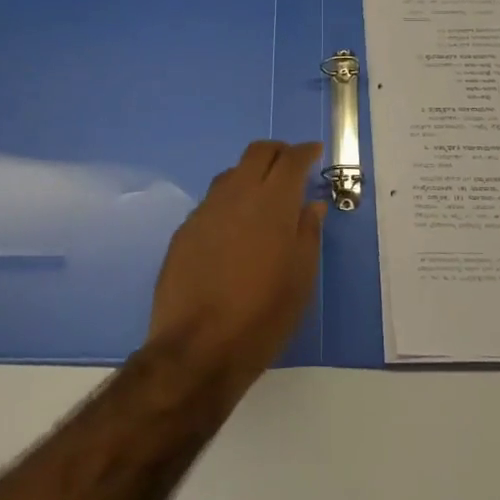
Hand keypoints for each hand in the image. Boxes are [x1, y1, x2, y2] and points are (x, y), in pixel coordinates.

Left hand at [144, 140, 326, 405]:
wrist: (197, 348)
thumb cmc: (263, 315)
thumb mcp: (301, 278)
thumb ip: (308, 233)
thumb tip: (312, 204)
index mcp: (273, 202)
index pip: (291, 159)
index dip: (305, 151)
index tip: (314, 153)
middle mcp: (238, 194)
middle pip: (257, 152)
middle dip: (277, 152)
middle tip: (291, 165)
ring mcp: (207, 209)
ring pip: (232, 173)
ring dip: (251, 174)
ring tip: (263, 197)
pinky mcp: (185, 229)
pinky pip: (213, 200)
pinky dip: (230, 200)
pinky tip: (234, 227)